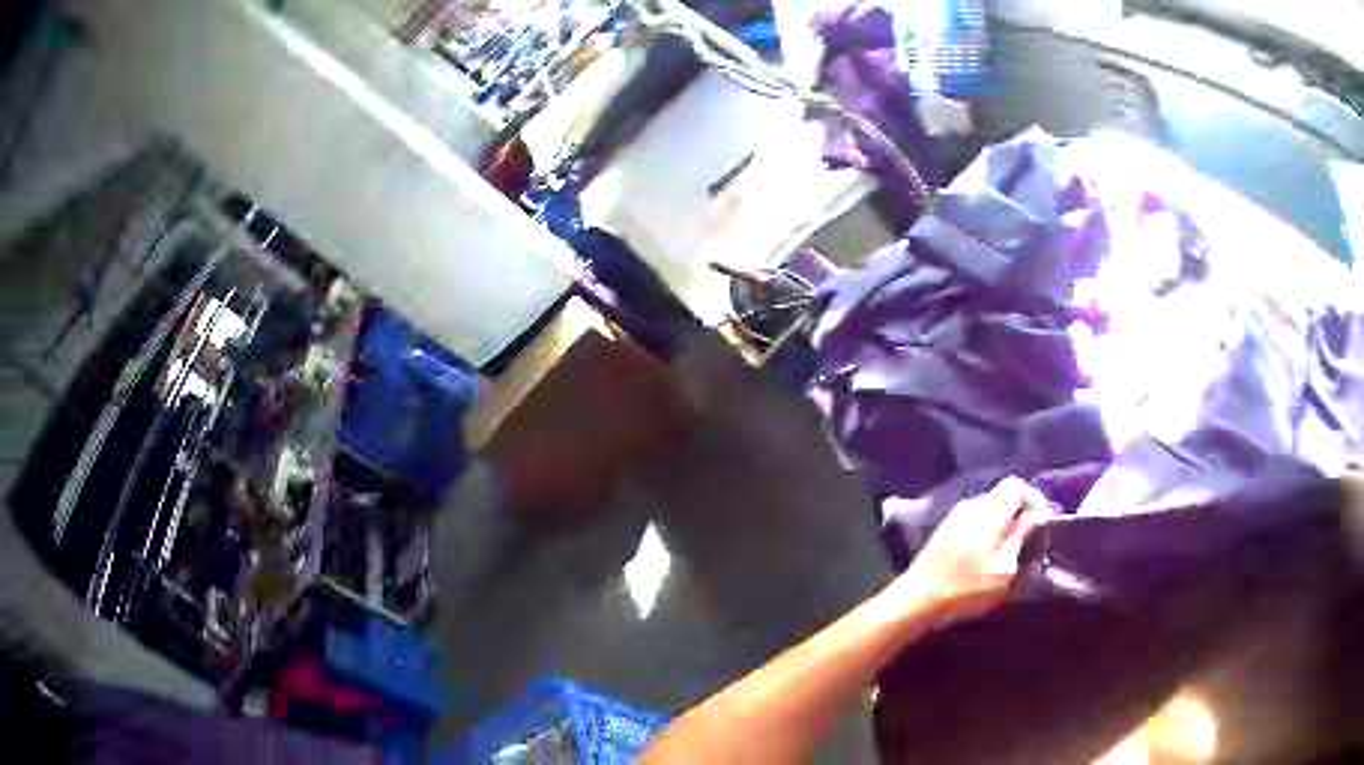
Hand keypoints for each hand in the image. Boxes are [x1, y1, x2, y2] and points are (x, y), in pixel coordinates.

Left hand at [889, 477, 1050, 623]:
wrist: (917, 600)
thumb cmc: (966, 588)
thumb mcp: (1004, 567)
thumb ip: (1022, 535)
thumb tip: (1041, 512)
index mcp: (989, 510)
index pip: (1017, 485)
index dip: (1034, 500)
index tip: (1043, 524)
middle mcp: (970, 505)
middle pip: (1002, 497)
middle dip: (1020, 514)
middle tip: (1030, 541)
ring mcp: (954, 517)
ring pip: (988, 510)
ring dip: (1003, 525)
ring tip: (1011, 552)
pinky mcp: (943, 532)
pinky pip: (973, 522)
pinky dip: (986, 532)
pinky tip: (987, 557)